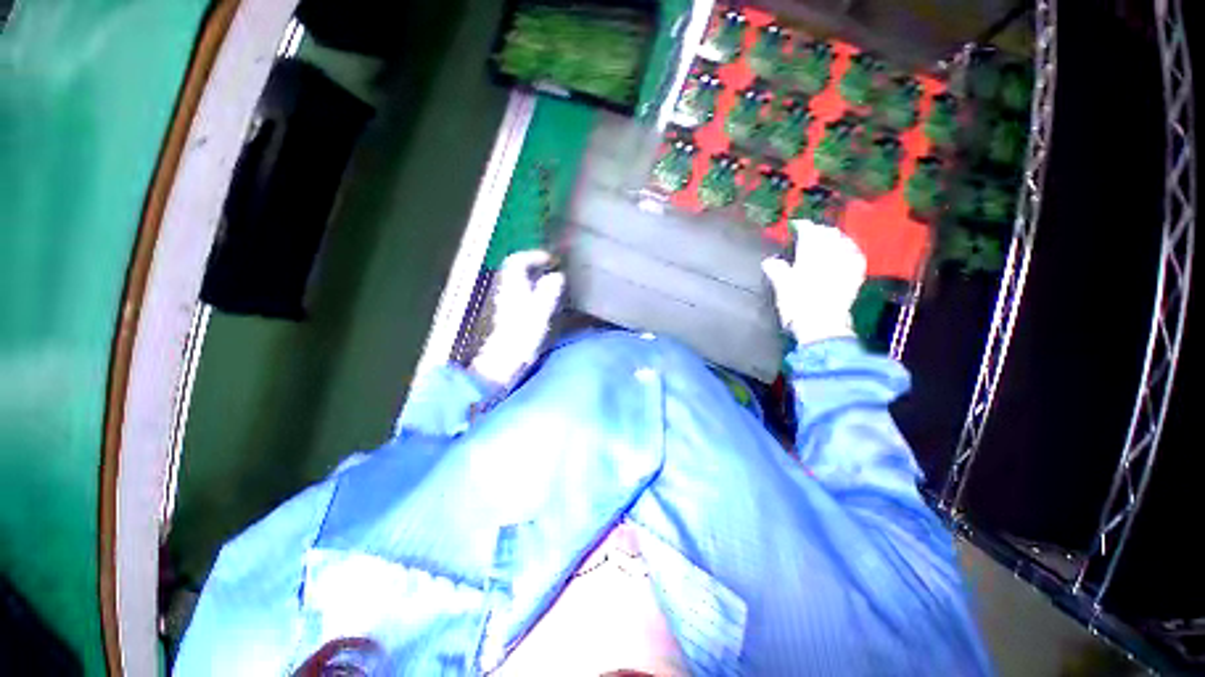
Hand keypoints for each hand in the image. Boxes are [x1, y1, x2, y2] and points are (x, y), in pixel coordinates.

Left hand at [471, 250, 565, 385]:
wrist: (506, 360)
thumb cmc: (523, 335)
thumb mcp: (541, 311)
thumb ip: (550, 291)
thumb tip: (558, 276)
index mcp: (513, 286)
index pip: (517, 261)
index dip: (534, 256)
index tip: (551, 260)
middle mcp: (507, 290)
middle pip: (517, 270)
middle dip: (536, 266)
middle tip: (554, 269)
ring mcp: (507, 302)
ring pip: (520, 282)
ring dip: (535, 278)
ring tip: (553, 283)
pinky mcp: (510, 315)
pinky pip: (522, 294)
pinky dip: (533, 291)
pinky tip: (545, 301)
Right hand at [762, 220, 866, 345]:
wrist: (822, 325)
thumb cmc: (798, 305)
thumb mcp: (782, 287)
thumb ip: (777, 270)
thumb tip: (769, 261)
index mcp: (811, 255)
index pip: (809, 232)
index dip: (803, 226)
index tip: (796, 224)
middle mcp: (832, 255)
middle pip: (828, 235)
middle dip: (820, 230)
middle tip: (811, 232)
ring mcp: (846, 265)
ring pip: (844, 243)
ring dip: (836, 238)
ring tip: (828, 239)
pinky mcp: (855, 277)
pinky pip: (856, 257)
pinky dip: (850, 251)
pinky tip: (848, 252)